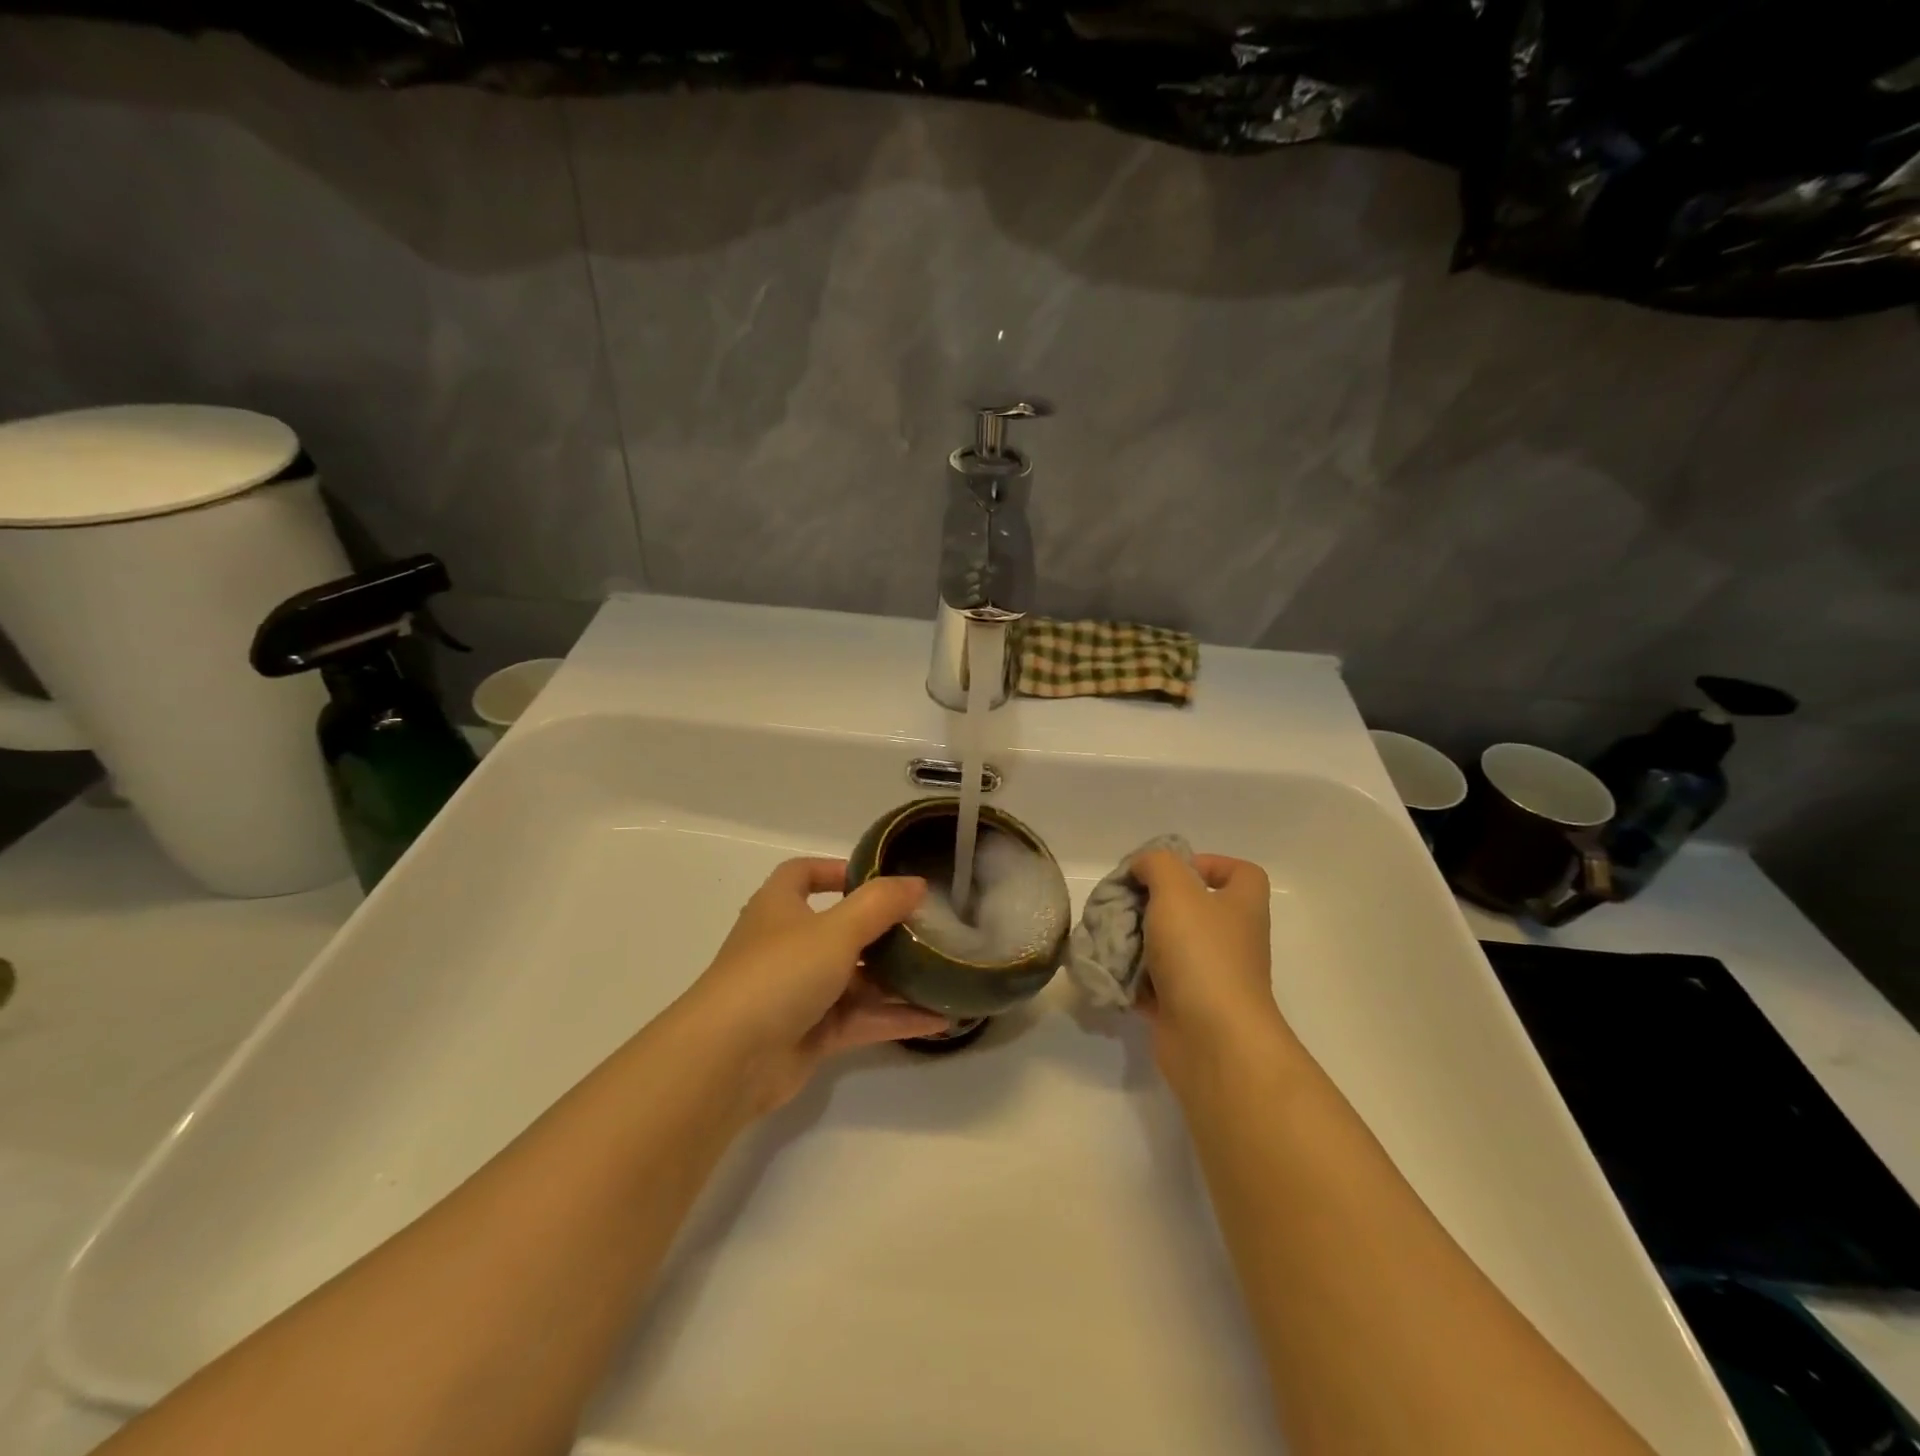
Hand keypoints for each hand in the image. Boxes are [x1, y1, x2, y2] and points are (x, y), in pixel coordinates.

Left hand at [680, 858, 950, 1114]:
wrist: (729, 1060)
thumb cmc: (779, 973)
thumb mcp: (837, 929)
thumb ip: (880, 904)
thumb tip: (917, 883)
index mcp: (779, 907)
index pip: (802, 874)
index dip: (835, 869)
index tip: (879, 877)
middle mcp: (787, 946)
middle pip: (840, 929)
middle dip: (883, 931)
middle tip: (928, 930)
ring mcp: (799, 993)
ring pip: (856, 979)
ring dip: (897, 979)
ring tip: (945, 975)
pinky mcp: (811, 1035)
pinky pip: (861, 1019)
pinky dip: (894, 1018)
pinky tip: (938, 1020)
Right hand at [1130, 851, 1293, 1080]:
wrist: (1212, 1040)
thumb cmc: (1201, 954)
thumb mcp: (1176, 890)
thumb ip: (1156, 865)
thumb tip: (1142, 867)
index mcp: (1241, 907)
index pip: (1238, 873)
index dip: (1207, 864)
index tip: (1167, 872)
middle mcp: (1231, 940)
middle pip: (1192, 909)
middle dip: (1153, 903)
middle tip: (1122, 903)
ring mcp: (1210, 977)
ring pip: (1168, 946)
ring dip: (1136, 940)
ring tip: (1108, 936)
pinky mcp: (1185, 1007)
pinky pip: (1154, 983)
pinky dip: (1131, 978)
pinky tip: (1110, 969)